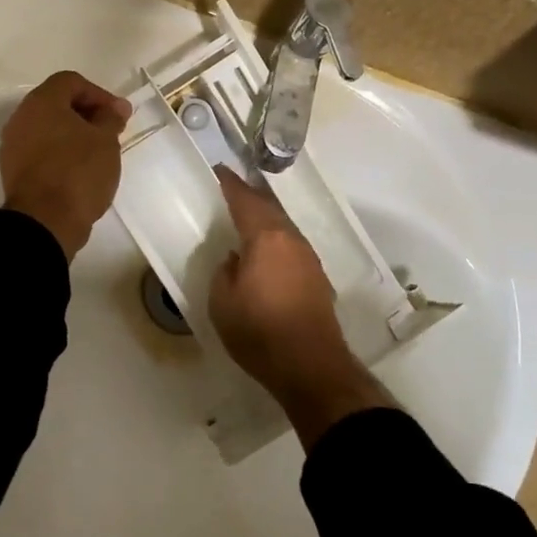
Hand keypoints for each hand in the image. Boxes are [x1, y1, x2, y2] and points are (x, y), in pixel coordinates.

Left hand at [0, 71, 131, 259]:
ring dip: (73, 134)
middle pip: (57, 103)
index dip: (99, 94)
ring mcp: (13, 145)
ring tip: (98, 152)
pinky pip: (40, 150)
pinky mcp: (13, 170)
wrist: (45, 221)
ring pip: (48, 128)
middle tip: (111, 131)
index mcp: (41, 102)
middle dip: (87, 114)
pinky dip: (60, 152)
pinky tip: (80, 170)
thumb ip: (111, 117)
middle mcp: (21, 118)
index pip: (71, 82)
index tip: (119, 115)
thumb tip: (115, 108)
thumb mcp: (106, 141)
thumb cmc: (78, 172)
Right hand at [209, 166, 394, 447]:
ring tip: (249, 218)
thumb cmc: (259, 331)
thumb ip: (225, 272)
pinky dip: (276, 240)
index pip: (245, 201)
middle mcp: (291, 240)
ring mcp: (308, 258)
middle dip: (251, 197)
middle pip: (269, 209)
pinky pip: (292, 246)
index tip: (220, 170)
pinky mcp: (317, 278)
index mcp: (266, 238)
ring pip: (284, 227)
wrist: (310, 365)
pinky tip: (268, 251)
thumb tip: (235, 259)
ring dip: (266, 219)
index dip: (231, 184)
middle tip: (233, 190)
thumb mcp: (222, 302)